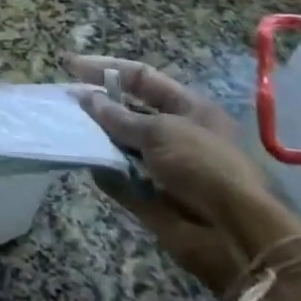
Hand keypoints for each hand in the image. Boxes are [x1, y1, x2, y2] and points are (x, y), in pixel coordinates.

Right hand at [70, 55, 300, 295]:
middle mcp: (177, 134)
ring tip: (66, 127)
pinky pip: (122, 180)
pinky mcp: (154, 200)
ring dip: (98, 138)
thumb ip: (119, 116)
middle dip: (99, 105)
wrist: (235, 235)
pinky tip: (83, 161)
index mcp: (189, 109)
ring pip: (123, 146)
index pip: (141, 78)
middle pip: (130, 112)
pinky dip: (104, 172)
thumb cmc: (203, 166)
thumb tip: (87, 99)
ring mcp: (165, 168)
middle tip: (64, 101)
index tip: (70, 66)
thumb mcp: (161, 131)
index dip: (106, 68)